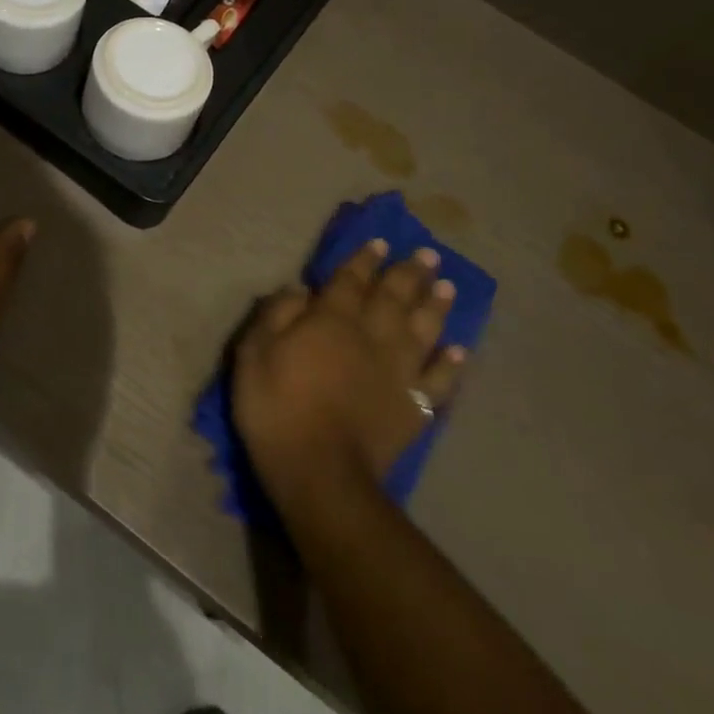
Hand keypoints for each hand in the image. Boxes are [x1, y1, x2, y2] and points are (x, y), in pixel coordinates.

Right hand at [232, 240, 465, 510]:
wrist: (319, 470)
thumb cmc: (276, 407)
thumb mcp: (254, 352)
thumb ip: (275, 315)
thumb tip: (299, 290)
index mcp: (332, 319)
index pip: (351, 279)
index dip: (364, 259)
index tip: (381, 242)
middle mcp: (372, 336)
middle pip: (395, 297)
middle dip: (410, 272)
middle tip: (428, 254)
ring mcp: (399, 372)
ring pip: (424, 330)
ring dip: (436, 306)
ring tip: (448, 286)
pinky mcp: (415, 407)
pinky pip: (440, 380)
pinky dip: (452, 364)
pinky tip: (460, 351)